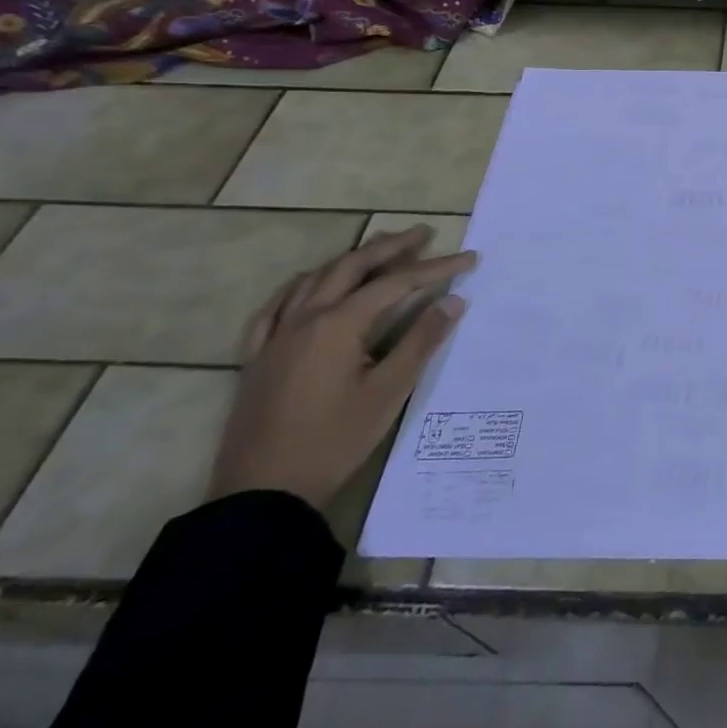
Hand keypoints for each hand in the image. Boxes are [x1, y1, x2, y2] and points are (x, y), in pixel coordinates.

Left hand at [209, 225, 476, 508]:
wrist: (263, 493)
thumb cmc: (334, 441)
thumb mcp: (389, 391)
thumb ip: (421, 341)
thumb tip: (453, 300)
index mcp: (339, 324)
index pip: (396, 283)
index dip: (436, 268)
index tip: (469, 259)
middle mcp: (305, 318)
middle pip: (352, 267)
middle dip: (391, 247)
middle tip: (423, 234)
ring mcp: (275, 337)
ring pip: (315, 279)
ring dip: (351, 259)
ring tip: (378, 249)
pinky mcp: (257, 358)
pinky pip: (275, 307)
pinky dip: (301, 286)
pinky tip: (310, 285)